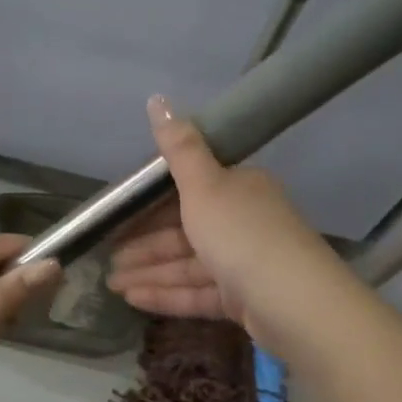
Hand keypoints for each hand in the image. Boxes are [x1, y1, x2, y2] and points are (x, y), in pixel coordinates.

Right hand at [106, 96, 345, 348]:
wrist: (295, 303)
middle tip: (107, 257)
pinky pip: (197, 292)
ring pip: (187, 264)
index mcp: (238, 188)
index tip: (118, 214)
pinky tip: (133, 300)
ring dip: (149, 272)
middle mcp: (242, 222)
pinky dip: (166, 294)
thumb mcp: (204, 185)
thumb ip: (178, 148)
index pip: (188, 190)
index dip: (150, 203)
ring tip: (111, 285)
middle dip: (143, 245)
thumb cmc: (242, 234)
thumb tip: (157, 98)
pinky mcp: (243, 299)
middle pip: (184, 230)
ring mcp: (244, 263)